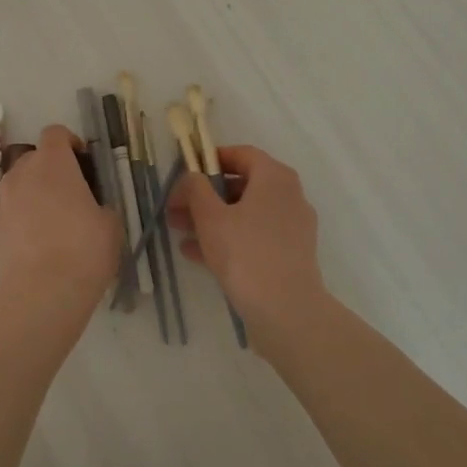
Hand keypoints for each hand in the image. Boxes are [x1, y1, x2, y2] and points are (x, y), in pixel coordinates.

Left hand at [0, 125, 120, 318]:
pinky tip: (41, 246)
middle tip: (74, 195)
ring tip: (57, 222)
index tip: (85, 163)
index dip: (71, 143)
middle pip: (35, 158)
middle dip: (53, 169)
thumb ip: (101, 206)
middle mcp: (22, 174)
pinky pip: (12, 213)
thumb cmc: (82, 250)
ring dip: (37, 194)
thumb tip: (93, 209)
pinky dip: (25, 220)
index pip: (55, 133)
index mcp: (52, 163)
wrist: (39, 296)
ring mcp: (3, 202)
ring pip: (21, 186)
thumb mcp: (110, 225)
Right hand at [169, 146, 326, 350]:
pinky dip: (228, 239)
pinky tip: (196, 254)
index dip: (210, 160)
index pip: (241, 154)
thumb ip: (196, 189)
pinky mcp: (290, 255)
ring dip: (211, 220)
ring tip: (179, 232)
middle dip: (204, 196)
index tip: (185, 174)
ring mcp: (292, 227)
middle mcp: (288, 196)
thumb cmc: (245, 253)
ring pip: (245, 214)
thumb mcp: (210, 217)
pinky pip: (254, 237)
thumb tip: (192, 177)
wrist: (287, 312)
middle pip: (241, 186)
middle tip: (175, 209)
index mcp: (274, 177)